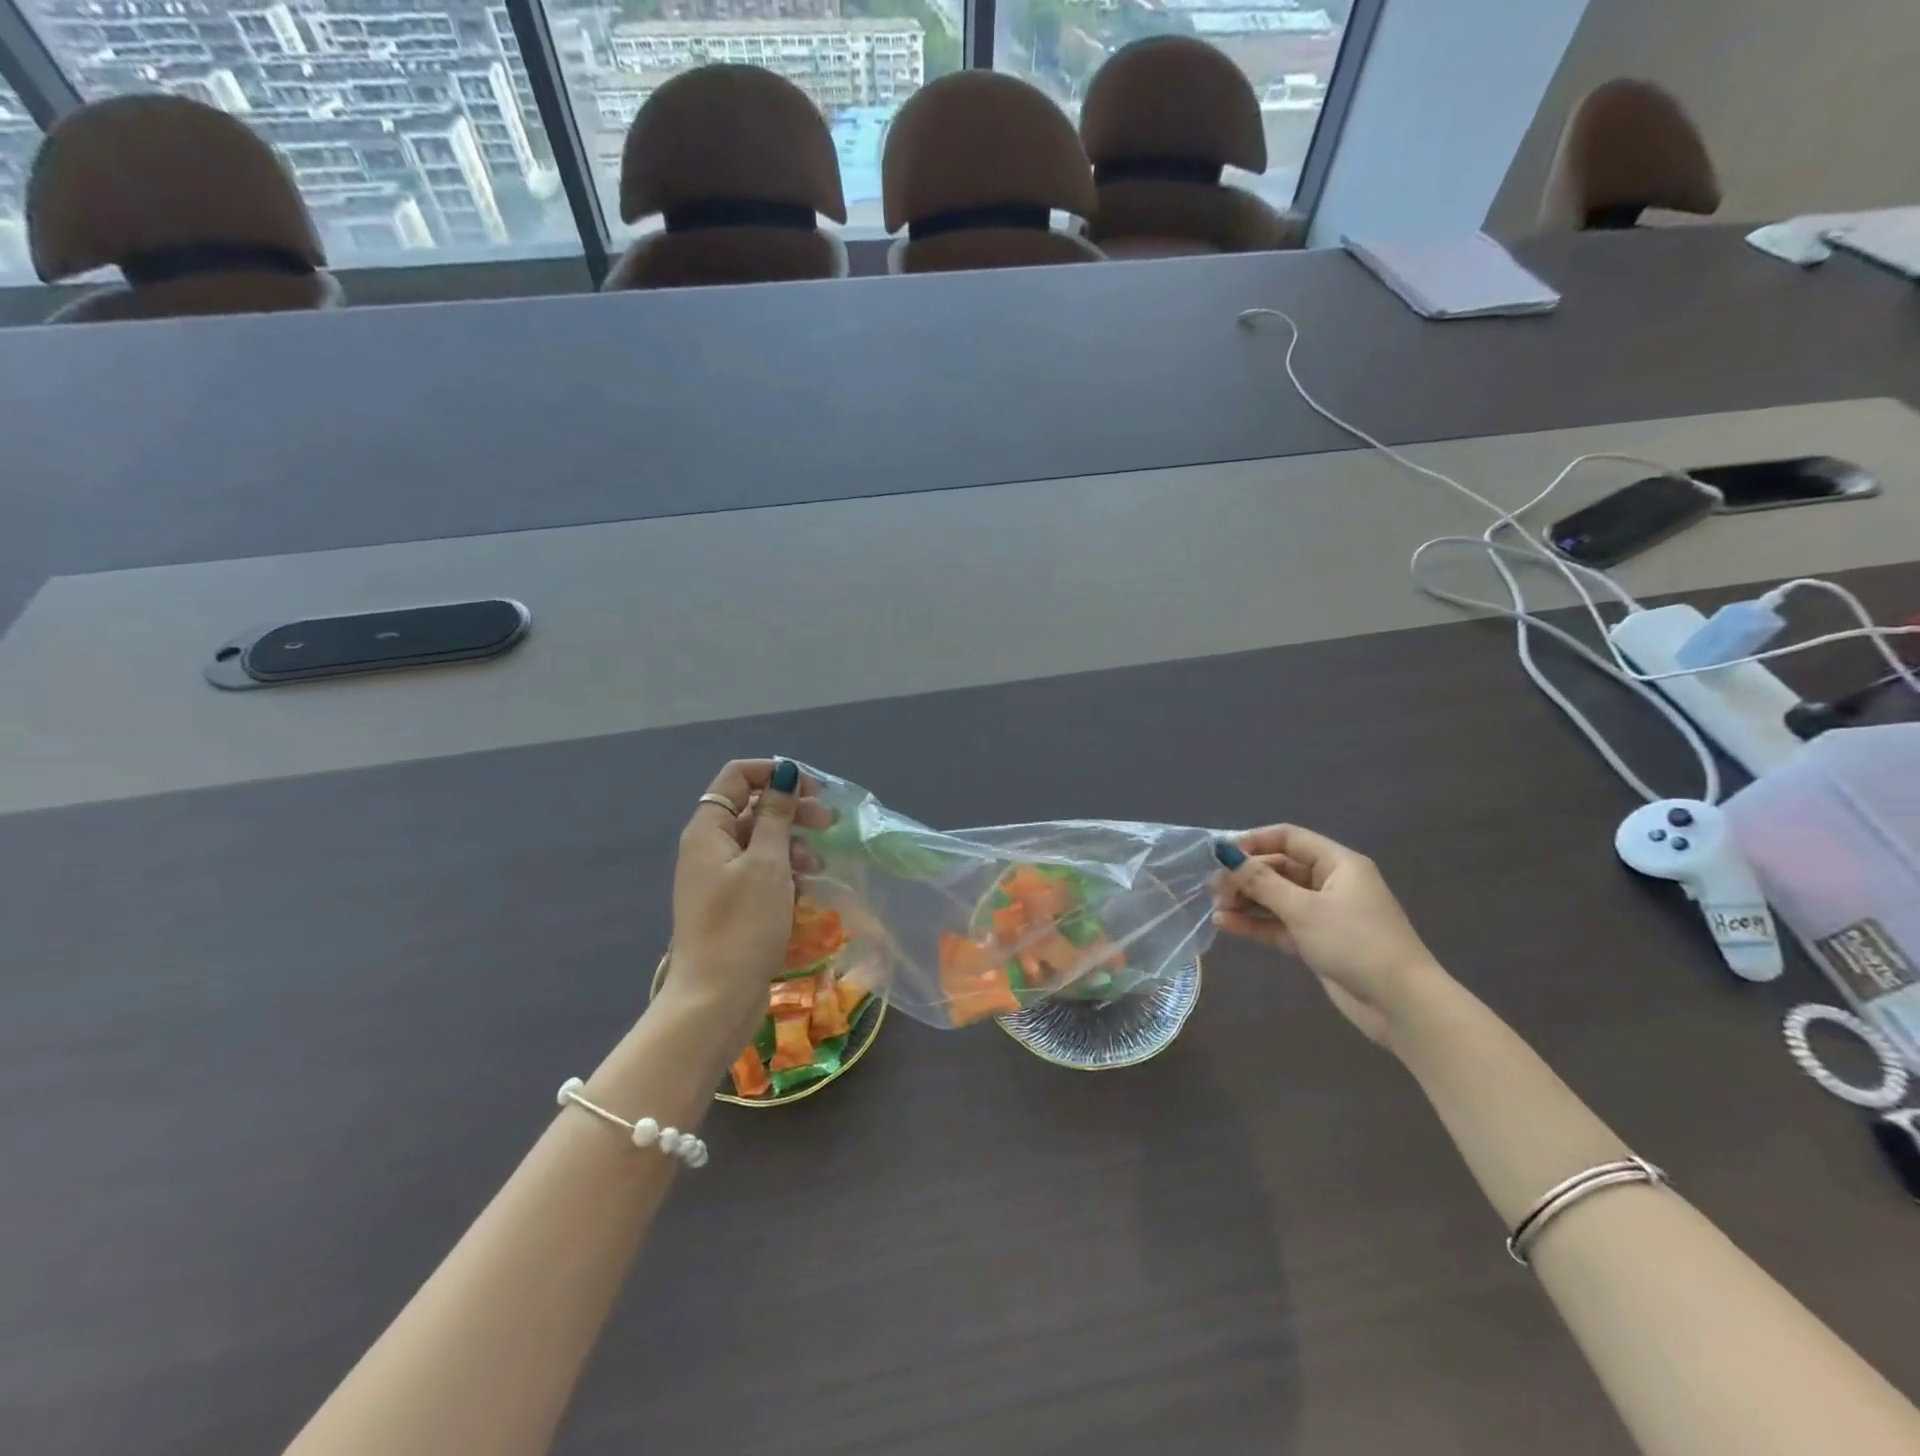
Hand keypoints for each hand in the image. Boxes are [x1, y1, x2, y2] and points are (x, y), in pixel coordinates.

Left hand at [662, 759, 831, 1057]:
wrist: (715, 1000)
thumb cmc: (742, 925)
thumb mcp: (768, 864)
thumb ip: (777, 815)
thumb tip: (785, 773)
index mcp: (708, 829)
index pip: (738, 776)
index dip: (774, 773)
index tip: (812, 789)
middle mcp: (709, 847)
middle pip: (752, 808)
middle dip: (791, 810)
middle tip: (828, 823)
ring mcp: (719, 878)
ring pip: (760, 842)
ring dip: (792, 844)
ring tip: (816, 865)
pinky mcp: (731, 905)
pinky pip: (760, 873)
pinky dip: (784, 873)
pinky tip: (804, 889)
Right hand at [1211, 825, 1447, 1045]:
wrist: (1401, 1004)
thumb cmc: (1355, 943)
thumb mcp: (1303, 909)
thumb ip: (1261, 882)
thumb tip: (1225, 853)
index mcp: (1338, 864)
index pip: (1289, 838)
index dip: (1254, 841)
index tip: (1220, 854)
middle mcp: (1331, 883)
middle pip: (1279, 868)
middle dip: (1245, 876)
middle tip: (1213, 888)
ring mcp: (1324, 914)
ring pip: (1276, 898)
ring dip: (1246, 901)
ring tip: (1215, 907)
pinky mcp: (1317, 942)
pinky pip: (1279, 924)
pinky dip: (1256, 923)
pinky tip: (1226, 924)